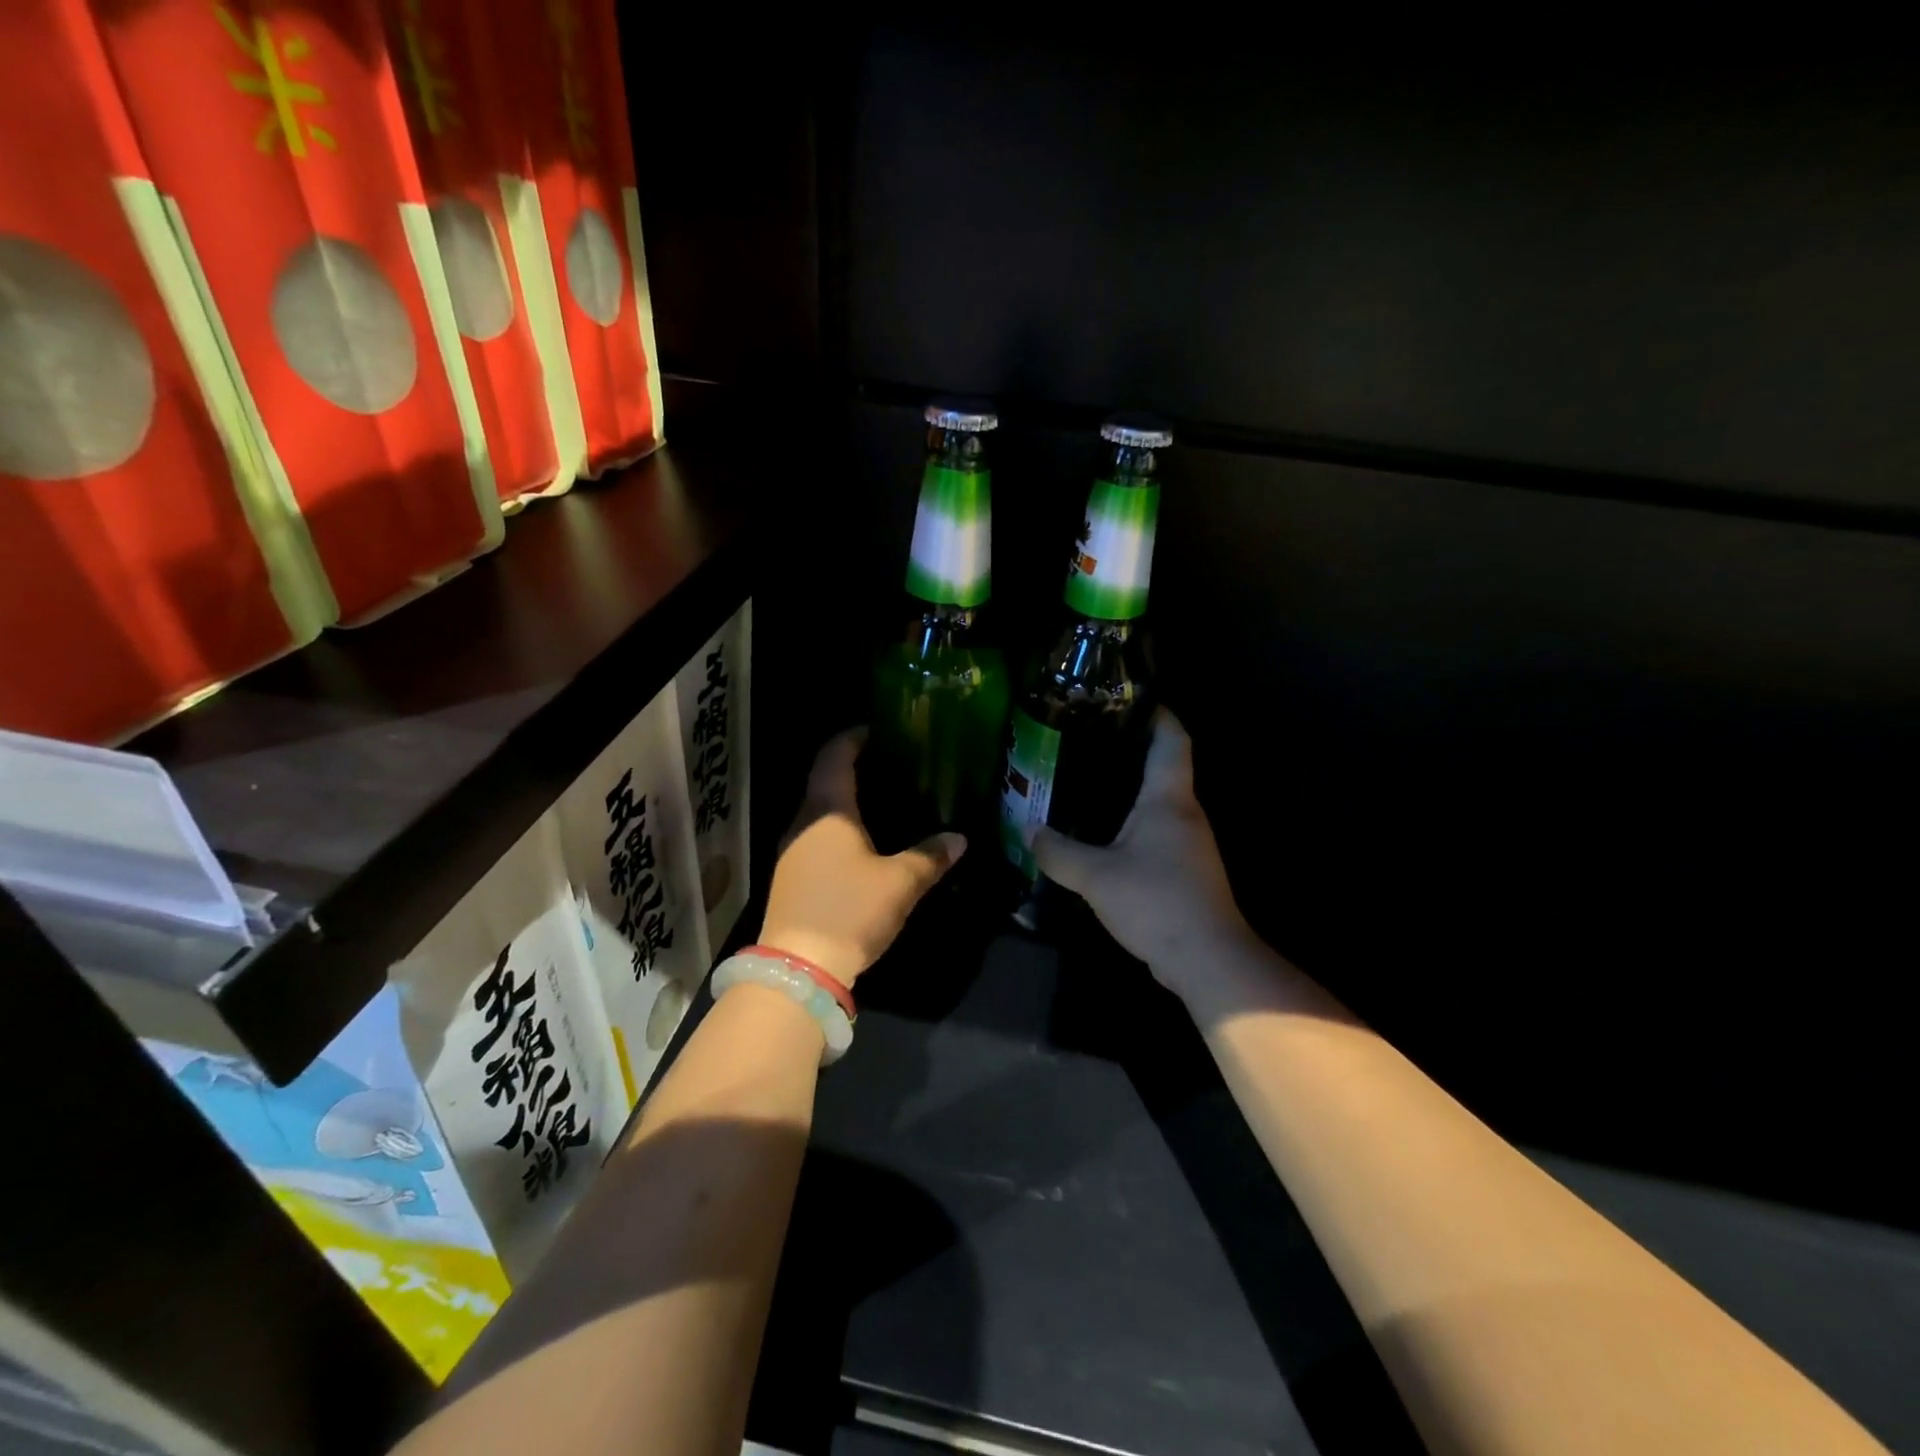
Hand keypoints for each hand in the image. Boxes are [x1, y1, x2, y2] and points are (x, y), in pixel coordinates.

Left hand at [758, 728, 966, 986]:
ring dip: (847, 799)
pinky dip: (839, 826)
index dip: (854, 737)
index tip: (879, 729)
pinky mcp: (792, 874)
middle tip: (892, 764)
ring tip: (884, 798)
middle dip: (855, 766)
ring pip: (819, 809)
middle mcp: (803, 821)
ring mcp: (792, 848)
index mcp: (828, 809)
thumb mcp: (900, 883)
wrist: (799, 967)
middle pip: (825, 779)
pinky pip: (817, 834)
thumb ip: (930, 856)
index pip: (835, 755)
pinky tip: (863, 841)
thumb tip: (959, 838)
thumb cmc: (849, 910)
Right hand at [1032, 709, 1254, 999]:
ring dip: (1130, 788)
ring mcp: (1189, 842)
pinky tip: (1103, 832)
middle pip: (1165, 766)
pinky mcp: (1185, 869)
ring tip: (1087, 780)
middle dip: (1131, 748)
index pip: (1172, 739)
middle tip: (1087, 739)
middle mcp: (1185, 812)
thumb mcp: (1095, 876)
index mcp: (1168, 799)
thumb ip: (1058, 852)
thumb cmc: (1156, 901)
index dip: (1157, 713)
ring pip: (1159, 801)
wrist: (1207, 959)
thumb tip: (1028, 831)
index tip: (1128, 698)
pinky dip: (1132, 822)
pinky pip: (1156, 831)